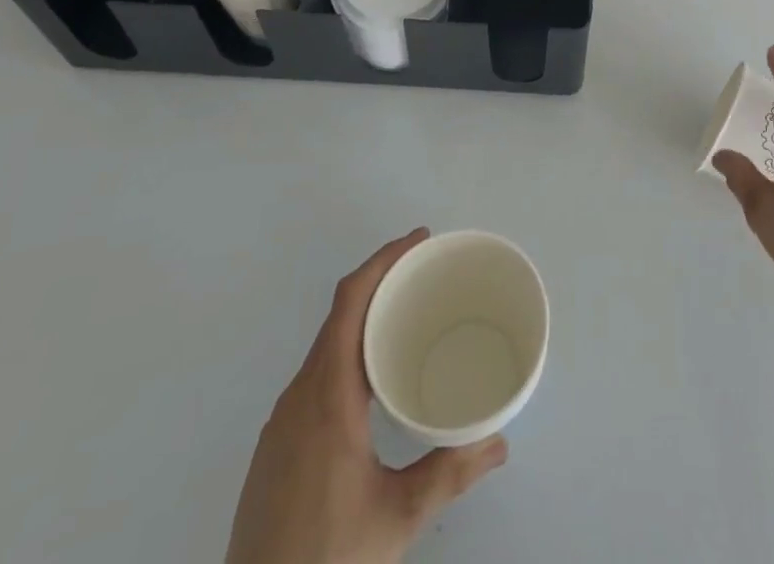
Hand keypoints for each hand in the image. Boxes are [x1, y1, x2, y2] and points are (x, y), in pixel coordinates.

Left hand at [225, 229, 507, 563]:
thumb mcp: (398, 518)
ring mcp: (280, 424)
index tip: (419, 241)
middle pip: (338, 316)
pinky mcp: (274, 450)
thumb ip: (450, 473)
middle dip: (381, 283)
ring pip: (324, 348)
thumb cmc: (326, 560)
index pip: (350, 301)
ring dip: (363, 320)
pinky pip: (315, 377)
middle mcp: (298, 397)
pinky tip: (372, 386)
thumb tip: (500, 441)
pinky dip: (347, 355)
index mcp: (327, 395)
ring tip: (407, 322)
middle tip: (426, 276)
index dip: (383, 260)